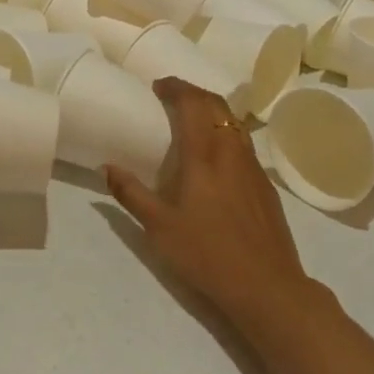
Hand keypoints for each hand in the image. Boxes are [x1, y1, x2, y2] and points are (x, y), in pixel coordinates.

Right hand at [105, 78, 323, 342]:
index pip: (192, 102)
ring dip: (212, 110)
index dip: (175, 87)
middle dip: (193, 92)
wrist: (267, 287)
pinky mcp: (265, 184)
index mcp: (204, 154)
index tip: (158, 86)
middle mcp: (231, 150)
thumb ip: (131, 194)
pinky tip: (217, 154)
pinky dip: (226, 131)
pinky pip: (243, 142)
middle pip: (216, 104)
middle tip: (172, 96)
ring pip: (233, 121)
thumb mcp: (159, 228)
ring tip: (192, 119)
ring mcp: (253, 166)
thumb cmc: (207, 254)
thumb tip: (106, 167)